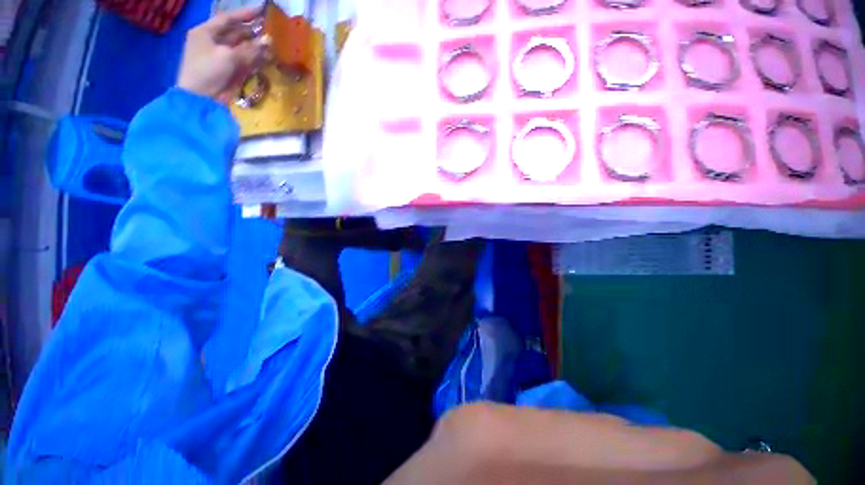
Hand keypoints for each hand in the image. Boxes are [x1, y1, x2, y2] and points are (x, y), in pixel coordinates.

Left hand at [177, 9, 270, 103]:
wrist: (202, 99)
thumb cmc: (207, 71)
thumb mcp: (228, 56)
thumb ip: (249, 49)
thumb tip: (269, 41)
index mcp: (206, 33)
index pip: (227, 19)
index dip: (245, 14)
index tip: (262, 10)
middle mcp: (215, 42)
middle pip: (237, 33)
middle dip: (254, 32)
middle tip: (272, 29)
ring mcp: (224, 58)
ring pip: (244, 48)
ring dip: (258, 47)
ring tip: (274, 43)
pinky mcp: (232, 72)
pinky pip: (247, 62)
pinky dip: (258, 59)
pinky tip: (269, 56)